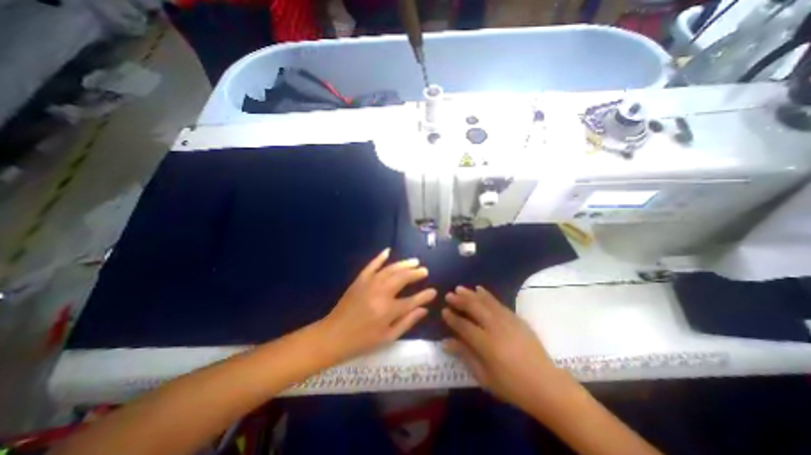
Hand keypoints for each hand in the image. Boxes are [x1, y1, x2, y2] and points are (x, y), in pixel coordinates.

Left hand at [317, 248, 437, 362]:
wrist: (333, 336)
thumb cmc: (362, 341)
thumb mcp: (387, 337)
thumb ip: (407, 322)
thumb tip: (424, 310)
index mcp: (388, 310)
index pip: (412, 300)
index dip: (424, 296)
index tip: (434, 291)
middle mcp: (380, 293)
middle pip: (402, 278)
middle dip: (415, 273)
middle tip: (424, 270)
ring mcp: (369, 284)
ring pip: (390, 269)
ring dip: (404, 264)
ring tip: (414, 261)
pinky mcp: (359, 280)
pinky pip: (371, 265)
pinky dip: (380, 257)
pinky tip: (388, 251)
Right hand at [441, 288, 564, 412]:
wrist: (546, 385)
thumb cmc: (512, 386)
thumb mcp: (484, 376)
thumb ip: (465, 355)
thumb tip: (445, 342)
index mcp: (486, 344)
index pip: (463, 325)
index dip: (452, 317)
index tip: (443, 310)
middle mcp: (495, 327)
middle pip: (474, 308)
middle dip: (460, 300)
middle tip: (449, 294)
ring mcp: (507, 320)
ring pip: (485, 302)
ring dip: (471, 294)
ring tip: (460, 288)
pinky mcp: (516, 318)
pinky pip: (498, 302)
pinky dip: (487, 295)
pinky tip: (480, 289)